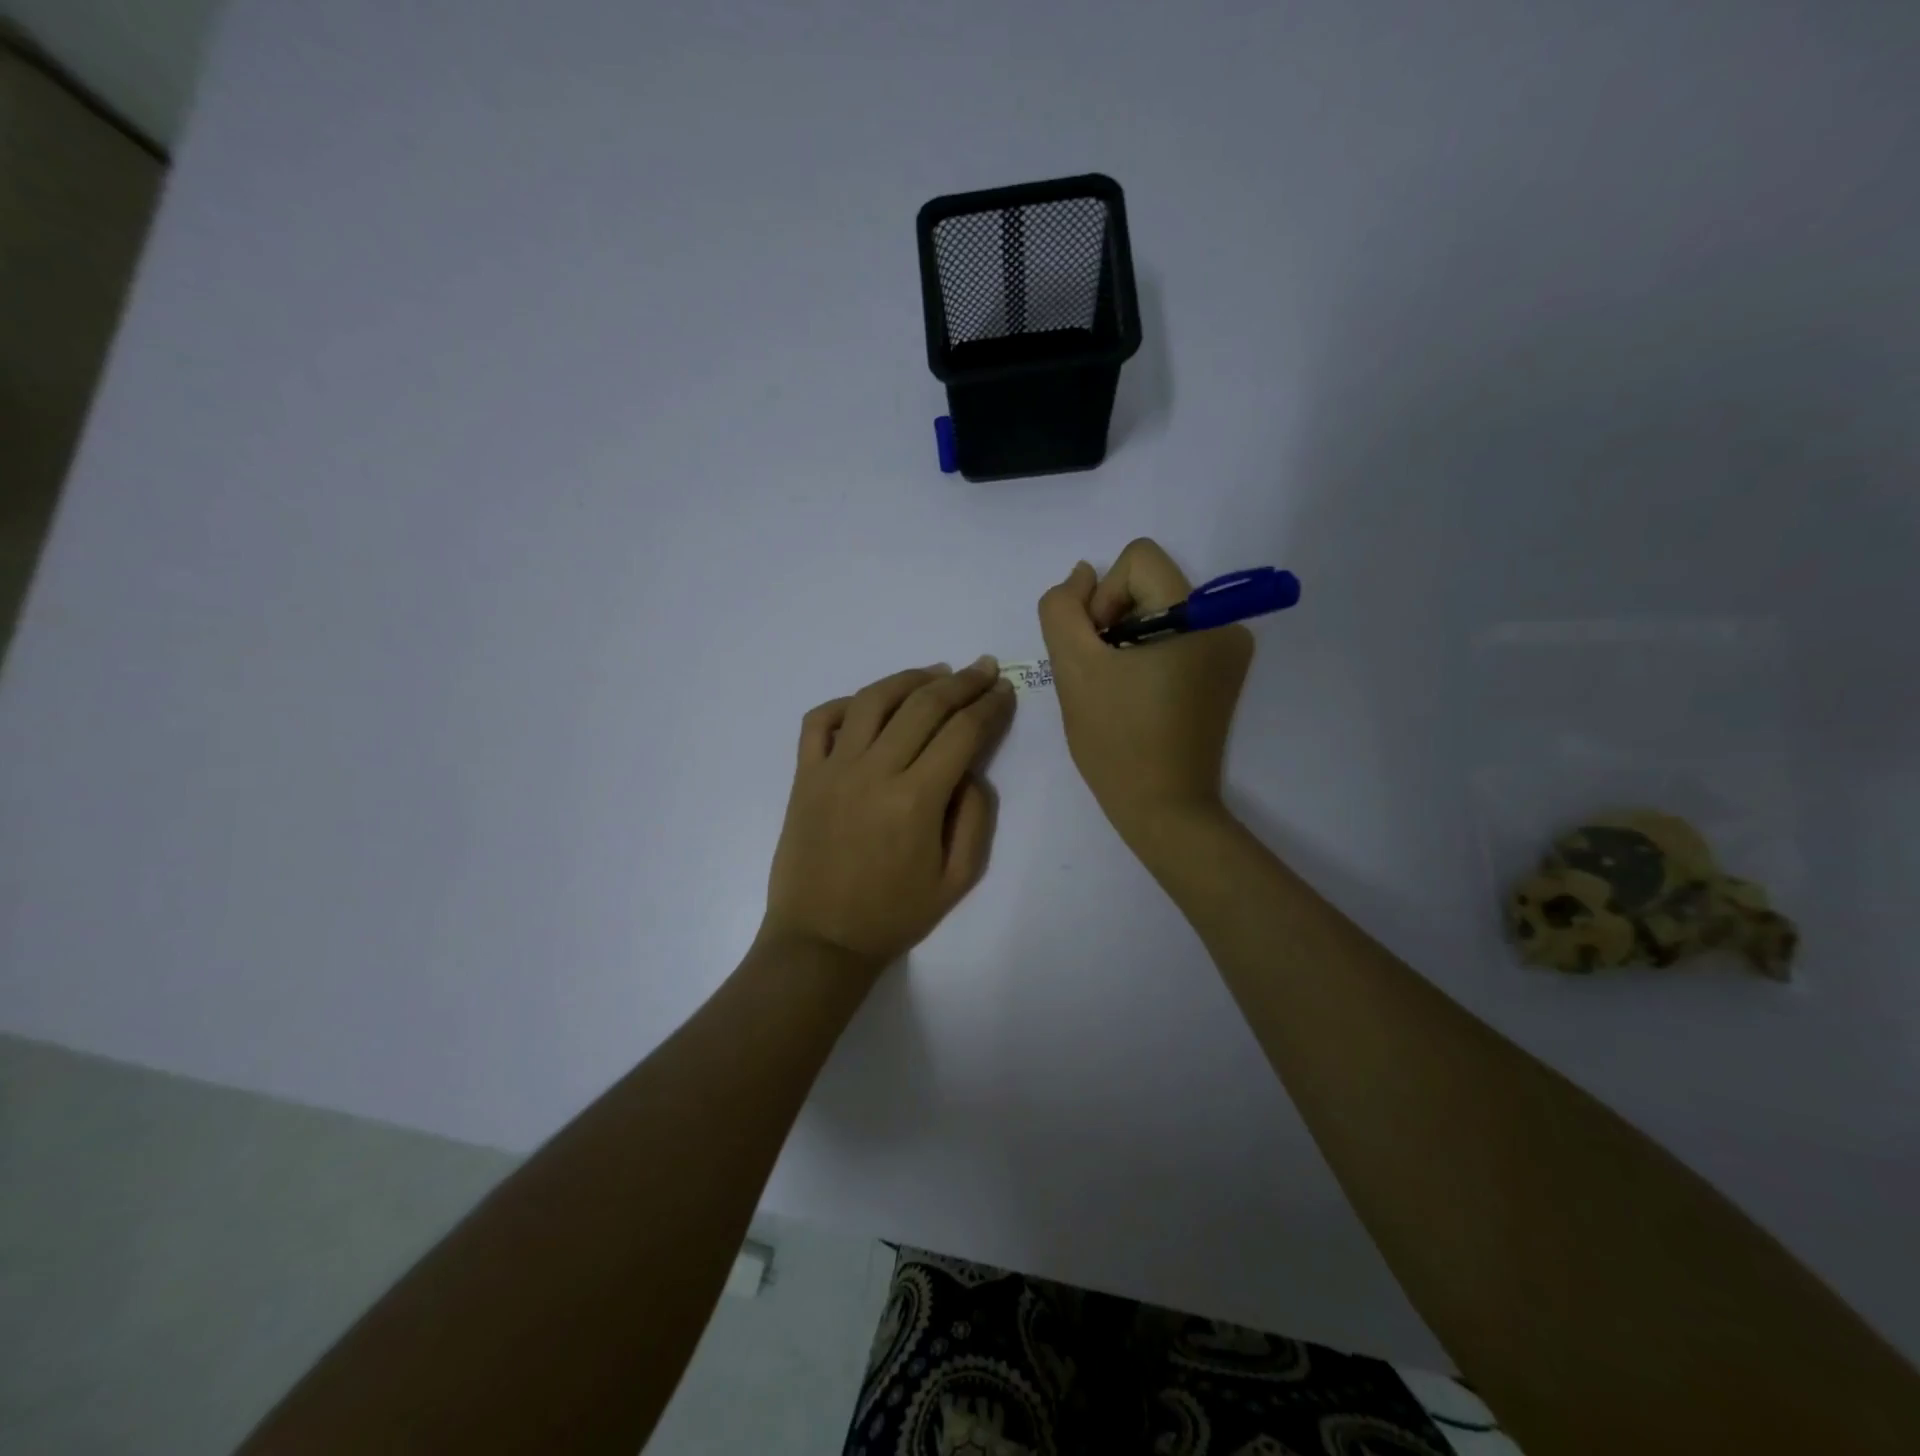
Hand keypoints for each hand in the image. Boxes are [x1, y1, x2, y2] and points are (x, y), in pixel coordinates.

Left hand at [760, 658, 1015, 974]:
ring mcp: (833, 769)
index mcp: (915, 800)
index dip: (989, 705)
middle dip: (961, 681)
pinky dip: (847, 702)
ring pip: (874, 700)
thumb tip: (970, 770)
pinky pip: (821, 720)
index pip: (962, 732)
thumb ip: (974, 819)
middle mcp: (874, 772)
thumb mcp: (956, 881)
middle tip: (983, 668)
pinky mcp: (804, 775)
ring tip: (936, 673)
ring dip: (910, 679)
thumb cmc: (893, 915)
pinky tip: (871, 703)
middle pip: (924, 705)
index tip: (1004, 690)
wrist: (820, 940)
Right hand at [1038, 538, 1252, 845]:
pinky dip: (1147, 656)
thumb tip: (1082, 575)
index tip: (1099, 648)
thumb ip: (1063, 609)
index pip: (1138, 559)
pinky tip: (1136, 697)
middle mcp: (1225, 623)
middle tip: (1102, 674)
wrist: (1164, 810)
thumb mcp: (1074, 669)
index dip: (1104, 596)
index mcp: (1197, 616)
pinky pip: (1174, 639)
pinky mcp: (1224, 675)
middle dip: (1114, 621)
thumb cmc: (1117, 741)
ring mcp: (1229, 651)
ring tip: (1117, 690)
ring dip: (1127, 641)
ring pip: (1158, 612)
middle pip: (1149, 584)